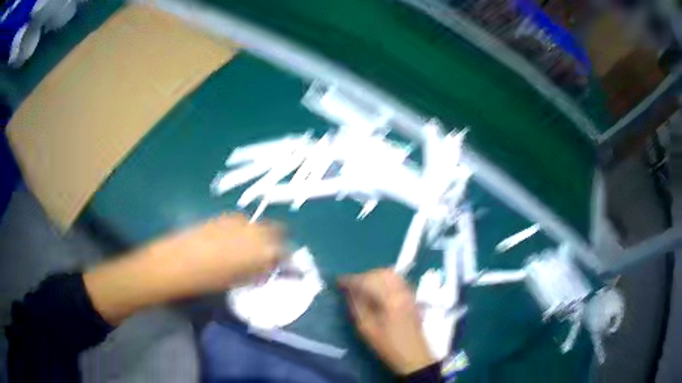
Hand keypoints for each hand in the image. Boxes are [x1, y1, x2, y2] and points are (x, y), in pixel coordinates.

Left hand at [143, 213, 284, 293]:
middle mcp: (258, 230)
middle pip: (279, 231)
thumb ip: (262, 272)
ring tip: (249, 250)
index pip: (288, 252)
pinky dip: (245, 230)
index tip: (286, 267)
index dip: (288, 261)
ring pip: (261, 225)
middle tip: (269, 257)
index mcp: (266, 250)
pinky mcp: (226, 215)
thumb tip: (272, 268)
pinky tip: (233, 241)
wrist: (180, 261)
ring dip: (262, 235)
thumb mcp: (242, 281)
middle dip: (278, 242)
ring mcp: (241, 220)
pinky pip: (244, 222)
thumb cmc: (212, 279)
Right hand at [338, 269, 434, 374]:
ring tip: (361, 286)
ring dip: (373, 276)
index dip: (351, 280)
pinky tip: (376, 289)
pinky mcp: (412, 296)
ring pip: (389, 274)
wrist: (413, 355)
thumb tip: (349, 291)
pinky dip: (384, 279)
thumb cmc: (387, 345)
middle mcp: (401, 290)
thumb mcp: (366, 328)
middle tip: (349, 285)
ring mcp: (409, 292)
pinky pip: (396, 279)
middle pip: (380, 273)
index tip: (338, 282)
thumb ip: (357, 306)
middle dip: (362, 276)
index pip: (367, 281)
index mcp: (389, 299)